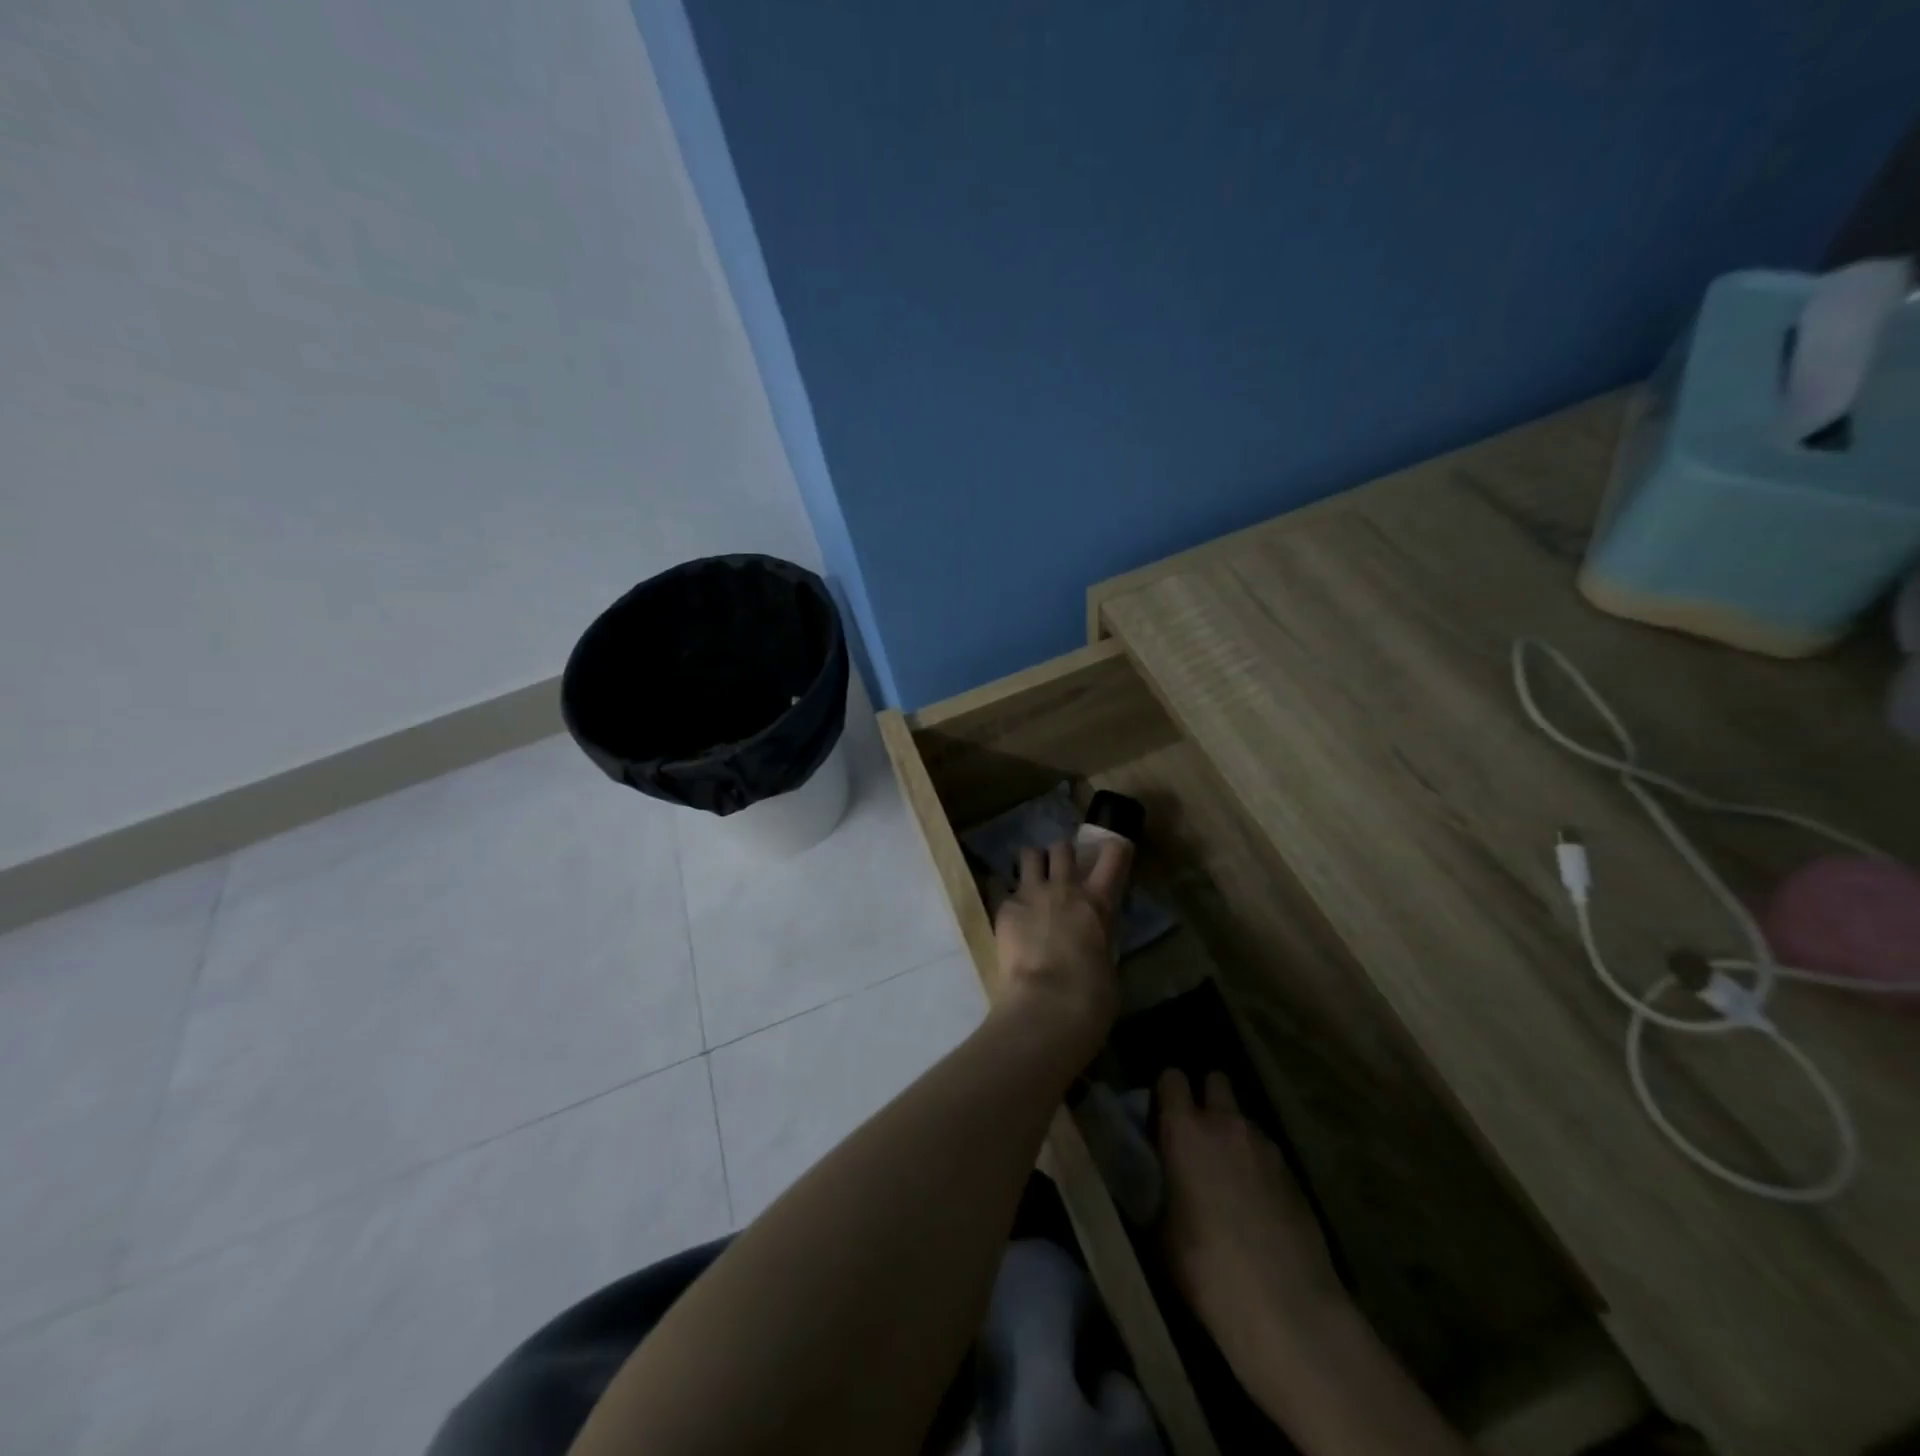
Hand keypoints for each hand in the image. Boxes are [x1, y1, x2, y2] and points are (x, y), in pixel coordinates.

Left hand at [991, 838, 1130, 1051]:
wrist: (1049, 1004)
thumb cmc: (1091, 994)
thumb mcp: (1106, 961)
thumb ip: (1098, 938)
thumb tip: (1089, 940)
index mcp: (1098, 902)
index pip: (1113, 854)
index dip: (1112, 849)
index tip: (1109, 852)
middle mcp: (1065, 888)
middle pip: (1062, 848)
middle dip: (1061, 855)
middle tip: (1060, 872)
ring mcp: (1031, 894)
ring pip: (1029, 855)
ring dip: (1033, 864)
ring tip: (1031, 881)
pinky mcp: (1004, 908)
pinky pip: (1001, 887)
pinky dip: (1005, 895)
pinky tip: (1008, 912)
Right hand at [1157, 1070, 1346, 1374]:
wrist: (1287, 1310)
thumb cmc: (1206, 1268)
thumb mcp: (1159, 1229)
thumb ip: (1153, 1187)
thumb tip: (1150, 1178)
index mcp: (1185, 1129)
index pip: (1172, 1078)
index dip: (1166, 1093)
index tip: (1160, 1116)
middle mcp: (1226, 1124)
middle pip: (1216, 1081)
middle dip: (1206, 1098)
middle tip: (1196, 1135)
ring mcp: (1265, 1146)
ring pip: (1243, 1119)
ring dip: (1232, 1134)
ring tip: (1227, 1175)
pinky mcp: (1295, 1173)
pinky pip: (1266, 1152)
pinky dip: (1256, 1164)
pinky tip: (1256, 1203)